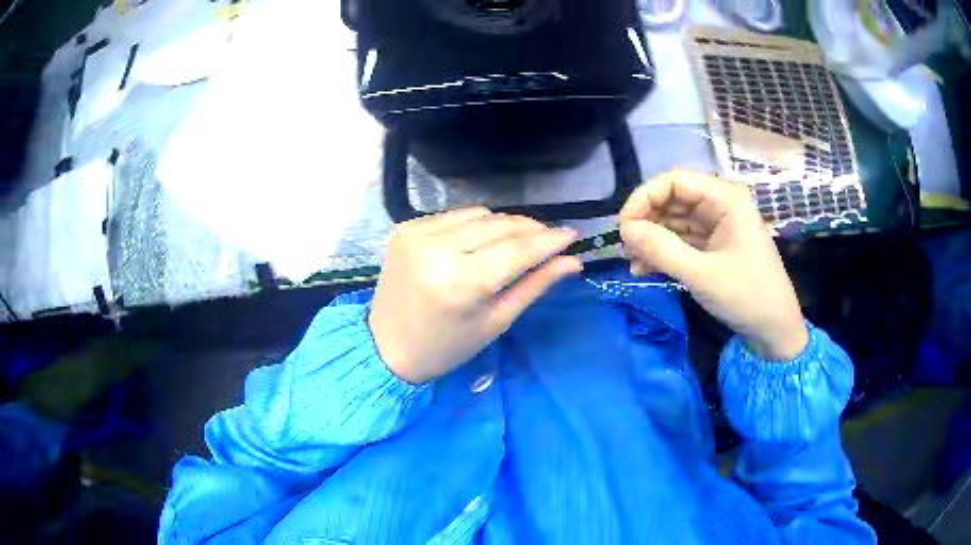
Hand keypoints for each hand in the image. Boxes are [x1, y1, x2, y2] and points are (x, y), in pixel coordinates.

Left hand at [369, 208, 582, 383]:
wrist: (386, 347)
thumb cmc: (446, 347)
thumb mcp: (495, 322)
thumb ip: (534, 286)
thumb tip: (572, 261)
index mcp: (461, 284)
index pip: (517, 250)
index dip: (549, 240)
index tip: (573, 235)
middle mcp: (437, 250)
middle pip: (499, 225)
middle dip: (531, 228)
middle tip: (551, 238)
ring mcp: (416, 234)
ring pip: (478, 214)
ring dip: (504, 224)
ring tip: (518, 240)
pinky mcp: (405, 228)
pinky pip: (454, 216)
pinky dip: (474, 224)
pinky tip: (481, 240)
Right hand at [618, 170, 808, 359]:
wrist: (775, 330)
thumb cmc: (747, 296)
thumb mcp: (701, 274)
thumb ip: (662, 249)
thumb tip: (624, 229)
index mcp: (726, 199)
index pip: (675, 181)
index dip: (645, 197)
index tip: (623, 227)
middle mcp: (721, 205)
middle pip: (673, 199)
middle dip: (647, 221)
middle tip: (625, 248)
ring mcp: (718, 226)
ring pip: (675, 221)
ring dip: (651, 239)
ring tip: (632, 263)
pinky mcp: (714, 246)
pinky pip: (682, 240)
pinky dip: (663, 252)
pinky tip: (645, 270)